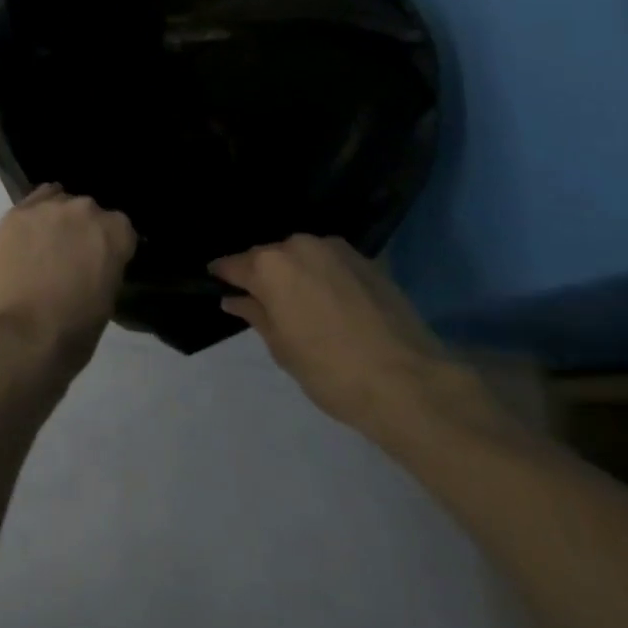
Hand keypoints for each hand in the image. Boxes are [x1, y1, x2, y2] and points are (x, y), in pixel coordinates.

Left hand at [0, 184, 136, 377]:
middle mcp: (85, 210)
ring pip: (60, 202)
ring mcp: (48, 207)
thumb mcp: (107, 302)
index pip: (121, 229)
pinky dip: (34, 216)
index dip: (112, 247)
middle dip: (83, 231)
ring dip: (58, 221)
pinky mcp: (16, 212)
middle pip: (89, 212)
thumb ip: (106, 268)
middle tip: (72, 258)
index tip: (103, 263)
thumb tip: (96, 263)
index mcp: (115, 232)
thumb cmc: (71, 332)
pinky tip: (28, 236)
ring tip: (46, 247)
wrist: (18, 338)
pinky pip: (33, 203)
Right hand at [210, 235, 490, 443]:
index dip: (223, 275)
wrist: (409, 383)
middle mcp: (298, 244)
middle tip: (267, 305)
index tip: (217, 283)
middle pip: (269, 257)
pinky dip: (325, 277)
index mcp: (270, 265)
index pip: (233, 264)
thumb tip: (234, 299)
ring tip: (305, 306)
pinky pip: (331, 263)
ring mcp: (335, 248)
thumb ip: (255, 315)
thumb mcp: (282, 349)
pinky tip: (334, 305)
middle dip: (264, 275)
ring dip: (297, 274)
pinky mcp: (366, 260)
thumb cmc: (331, 371)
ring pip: (302, 256)